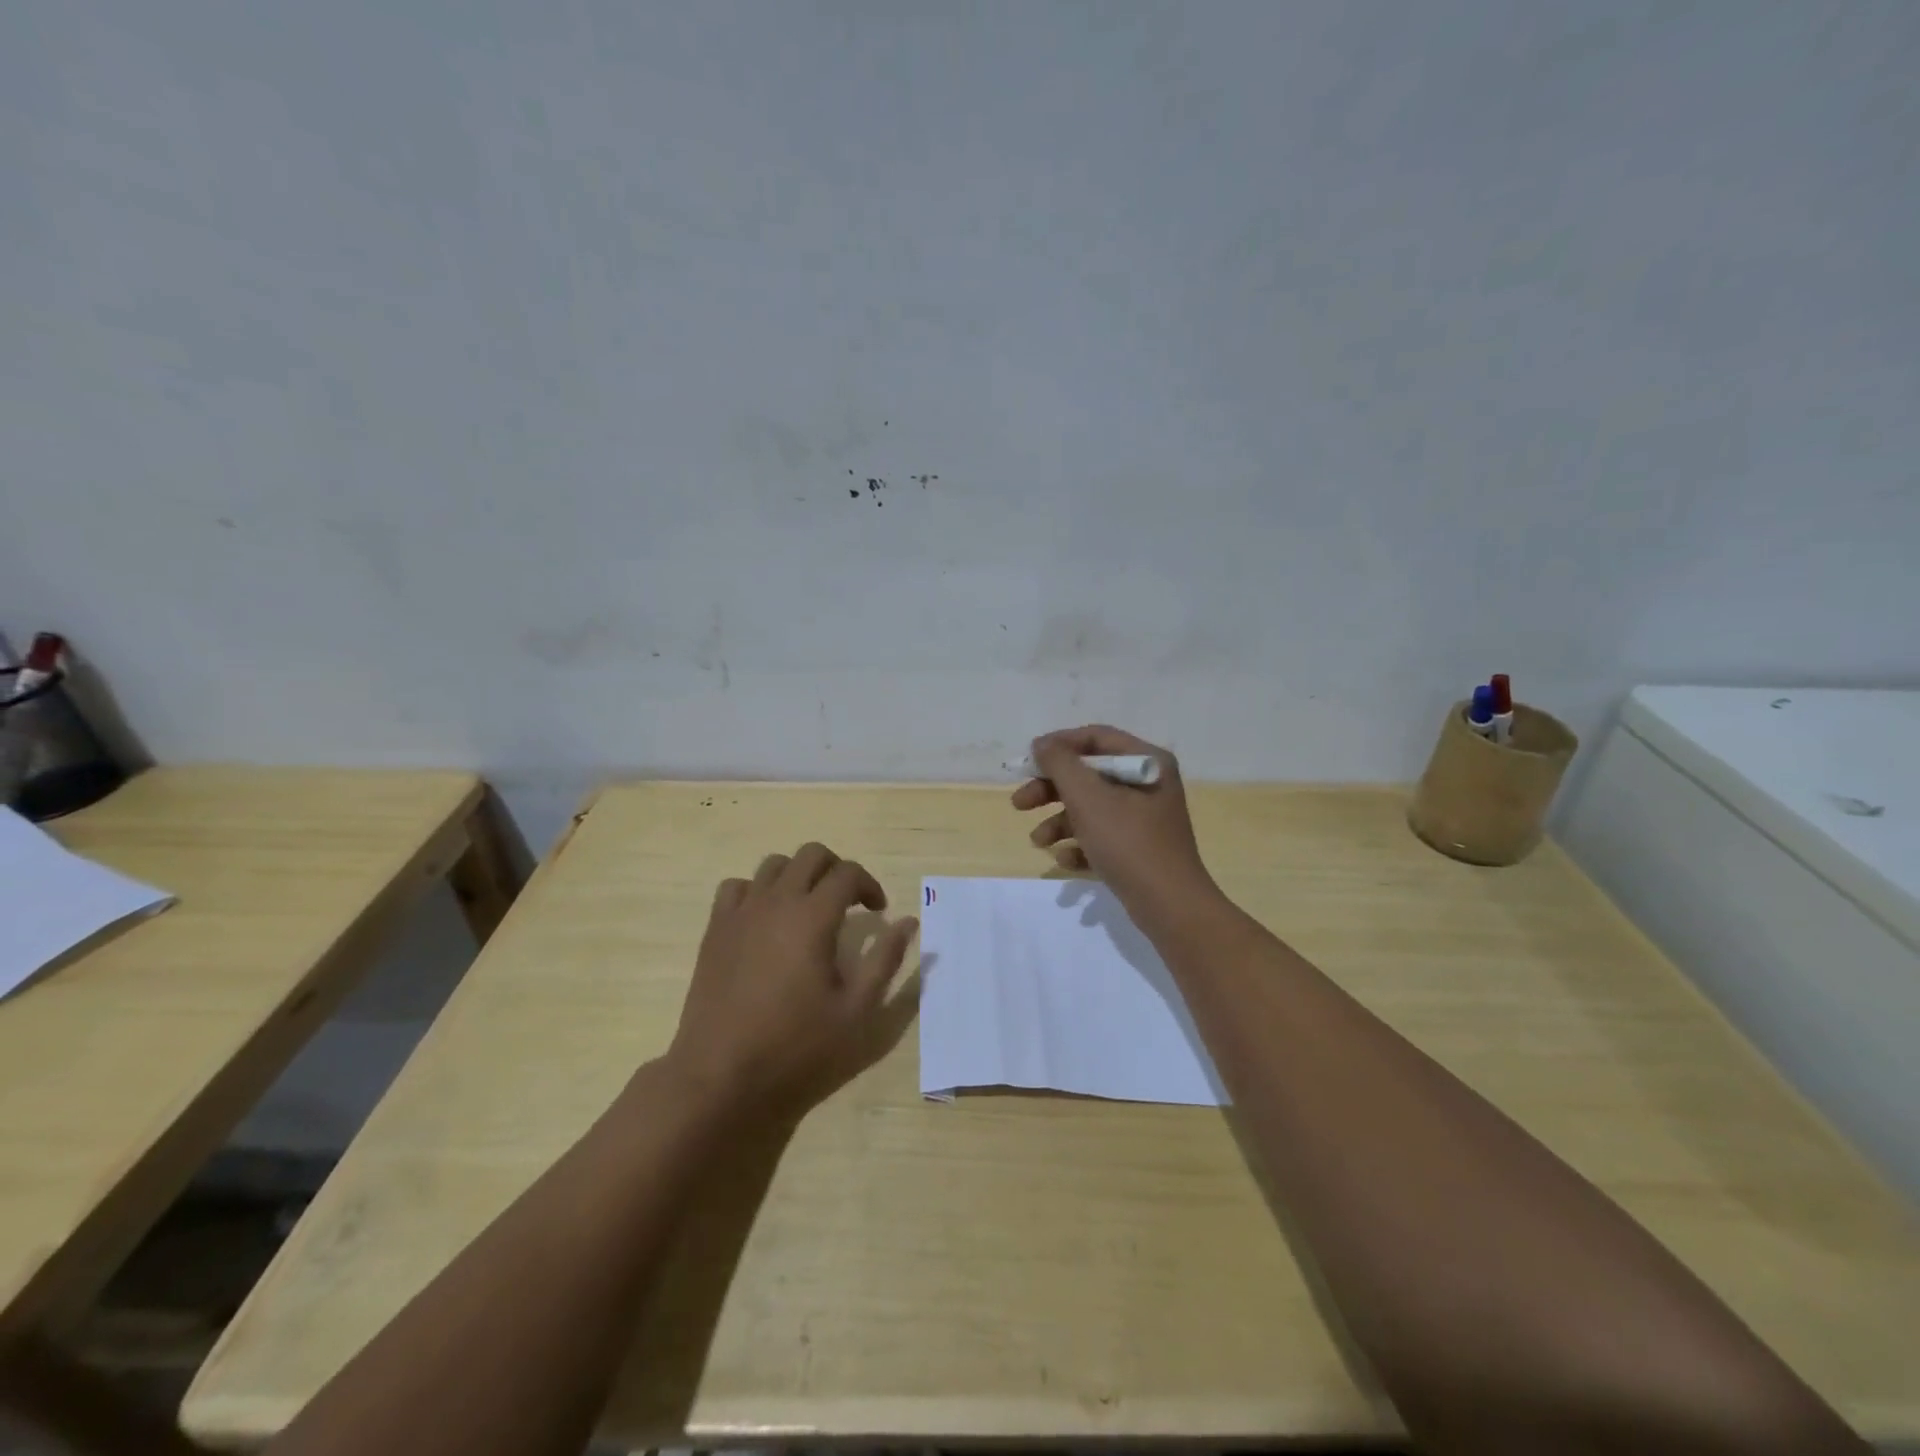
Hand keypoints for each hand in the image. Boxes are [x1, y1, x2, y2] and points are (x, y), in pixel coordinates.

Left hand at [666, 843, 917, 1119]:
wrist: (720, 1077)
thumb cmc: (796, 1048)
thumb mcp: (856, 1011)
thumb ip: (885, 960)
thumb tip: (908, 922)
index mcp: (813, 917)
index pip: (848, 873)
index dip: (870, 885)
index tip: (879, 913)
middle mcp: (776, 902)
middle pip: (811, 855)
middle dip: (837, 870)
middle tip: (848, 903)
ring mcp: (741, 913)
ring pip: (773, 865)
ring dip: (799, 876)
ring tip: (809, 909)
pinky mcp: (715, 930)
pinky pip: (737, 887)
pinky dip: (758, 891)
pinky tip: (766, 920)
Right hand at [1012, 725, 1217, 914]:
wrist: (1170, 906)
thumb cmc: (1128, 842)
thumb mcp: (1088, 798)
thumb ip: (1060, 764)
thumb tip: (1042, 745)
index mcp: (1146, 761)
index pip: (1095, 738)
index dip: (1058, 745)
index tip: (1027, 760)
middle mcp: (1148, 784)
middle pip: (1089, 774)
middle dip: (1051, 789)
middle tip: (1019, 803)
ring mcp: (1144, 818)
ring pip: (1091, 807)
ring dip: (1059, 821)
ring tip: (1038, 841)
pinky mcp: (1138, 848)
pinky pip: (1101, 836)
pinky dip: (1079, 844)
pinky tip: (1065, 860)